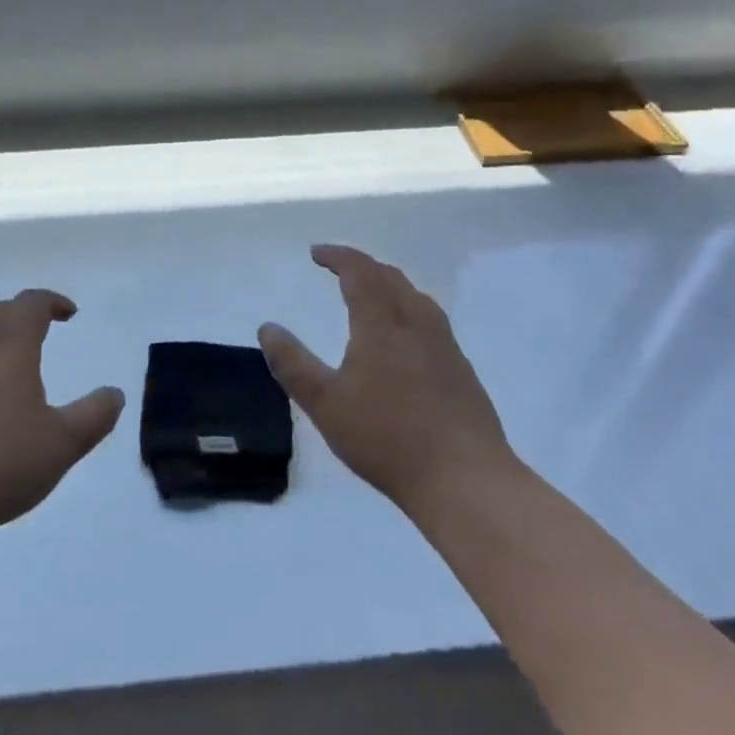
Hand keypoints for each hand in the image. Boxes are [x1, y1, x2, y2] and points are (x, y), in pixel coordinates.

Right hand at [259, 245, 516, 518]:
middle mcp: (416, 322)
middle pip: (389, 277)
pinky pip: (430, 320)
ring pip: (415, 297)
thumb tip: (268, 328)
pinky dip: (407, 309)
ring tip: (370, 295)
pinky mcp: (462, 370)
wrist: (466, 481)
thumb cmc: (388, 438)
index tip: (316, 253)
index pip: (359, 271)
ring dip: (388, 285)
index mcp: (382, 321)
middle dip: (361, 266)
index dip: (337, 256)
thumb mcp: (325, 403)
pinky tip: (404, 338)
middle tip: (338, 270)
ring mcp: (445, 345)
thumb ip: (292, 364)